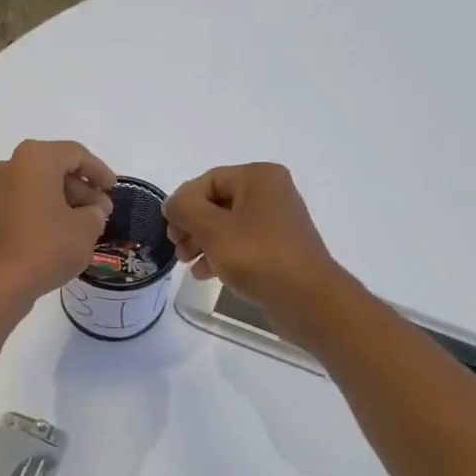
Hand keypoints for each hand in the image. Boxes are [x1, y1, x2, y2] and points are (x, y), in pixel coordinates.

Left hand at [0, 140, 116, 310]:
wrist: (0, 282)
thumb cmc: (48, 247)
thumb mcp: (86, 229)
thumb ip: (96, 212)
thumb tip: (92, 211)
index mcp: (35, 159)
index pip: (76, 154)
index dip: (99, 171)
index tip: (114, 189)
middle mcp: (11, 166)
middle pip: (55, 168)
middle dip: (82, 188)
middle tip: (102, 210)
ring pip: (40, 186)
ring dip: (65, 200)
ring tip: (87, 224)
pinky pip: (26, 202)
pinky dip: (46, 210)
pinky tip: (63, 232)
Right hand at [163, 163, 344, 314]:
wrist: (306, 298)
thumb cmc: (257, 256)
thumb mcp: (212, 230)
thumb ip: (185, 209)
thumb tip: (173, 204)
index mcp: (258, 177)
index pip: (207, 181)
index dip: (182, 204)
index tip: (168, 232)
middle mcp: (270, 193)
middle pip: (216, 202)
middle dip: (191, 226)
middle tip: (177, 249)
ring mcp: (276, 221)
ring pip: (226, 225)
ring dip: (202, 242)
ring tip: (187, 263)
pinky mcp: (278, 248)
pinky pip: (241, 243)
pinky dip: (220, 254)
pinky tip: (205, 273)